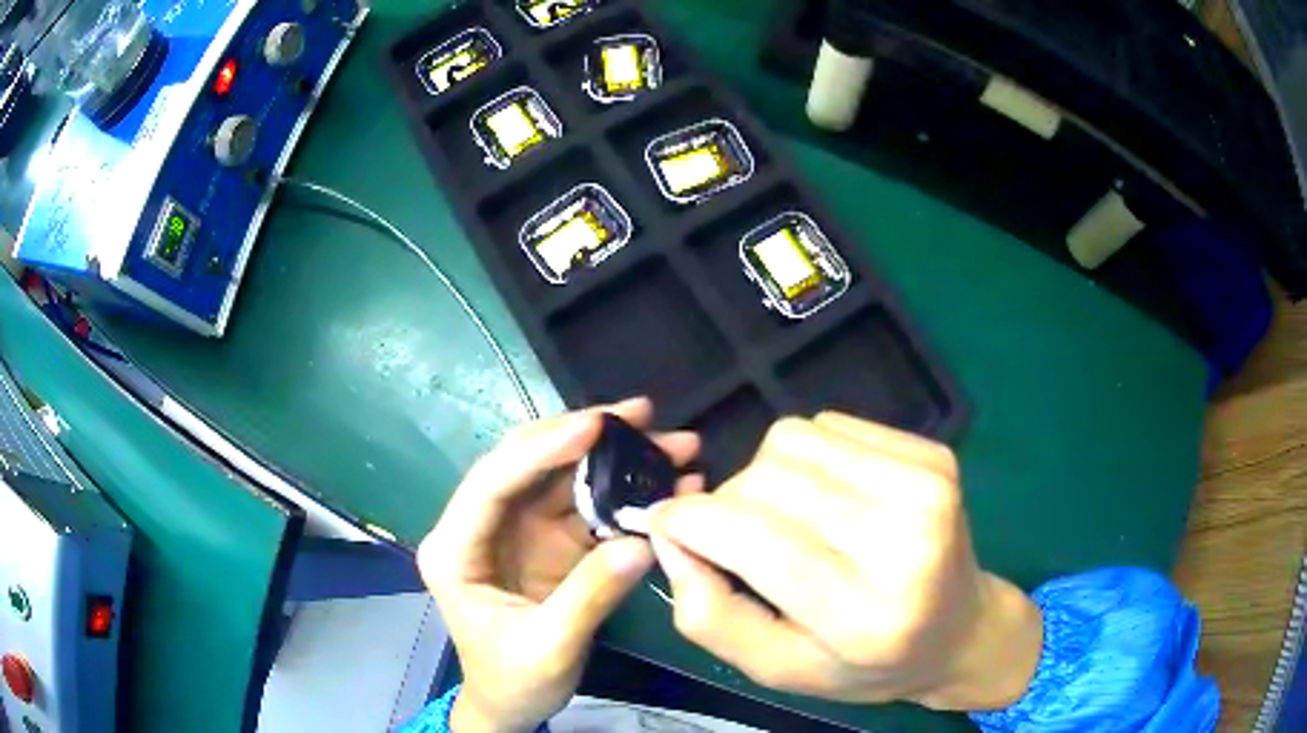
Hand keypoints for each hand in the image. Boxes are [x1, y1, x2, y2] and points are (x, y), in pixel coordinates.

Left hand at [419, 397, 701, 732]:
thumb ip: (591, 595)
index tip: (596, 425)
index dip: (541, 448)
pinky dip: (624, 494)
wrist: (512, 705)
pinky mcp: (548, 543)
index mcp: (456, 549)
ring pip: (563, 477)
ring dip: (615, 459)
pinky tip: (663, 483)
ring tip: (672, 445)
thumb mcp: (549, 648)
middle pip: (528, 463)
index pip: (492, 483)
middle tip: (645, 416)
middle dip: (586, 436)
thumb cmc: (513, 680)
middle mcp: (482, 526)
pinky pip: (587, 506)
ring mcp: (517, 531)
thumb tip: (643, 541)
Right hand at [649, 413, 1041, 711]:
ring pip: (792, 439)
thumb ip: (709, 614)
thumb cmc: (866, 663)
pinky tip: (830, 497)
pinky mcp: (933, 453)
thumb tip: (669, 533)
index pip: (753, 537)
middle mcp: (904, 540)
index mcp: (864, 614)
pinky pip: (830, 425)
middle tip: (742, 542)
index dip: (691, 520)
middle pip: (767, 479)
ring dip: (767, 475)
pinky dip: (809, 457)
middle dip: (728, 504)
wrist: (962, 630)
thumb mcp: (778, 668)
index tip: (667, 523)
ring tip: (790, 518)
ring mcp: (927, 485)